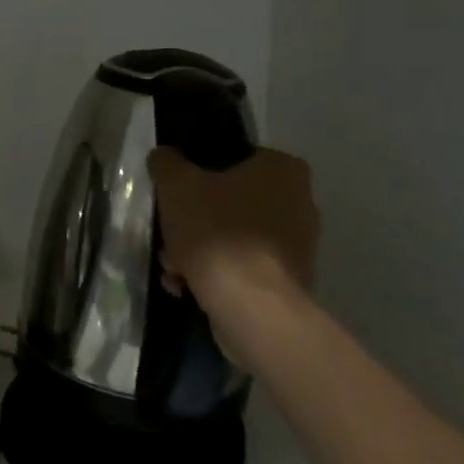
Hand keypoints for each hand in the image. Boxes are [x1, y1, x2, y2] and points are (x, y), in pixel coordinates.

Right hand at [148, 146, 321, 372]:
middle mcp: (299, 202)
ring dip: (198, 251)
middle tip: (169, 238)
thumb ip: (167, 164)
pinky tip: (187, 288)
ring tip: (173, 270)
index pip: (233, 159)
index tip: (175, 197)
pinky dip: (216, 275)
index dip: (197, 176)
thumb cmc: (217, 232)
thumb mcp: (177, 186)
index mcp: (282, 169)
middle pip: (229, 203)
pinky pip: (244, 267)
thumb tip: (164, 157)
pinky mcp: (288, 281)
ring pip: (233, 238)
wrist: (251, 307)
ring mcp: (297, 245)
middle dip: (193, 223)